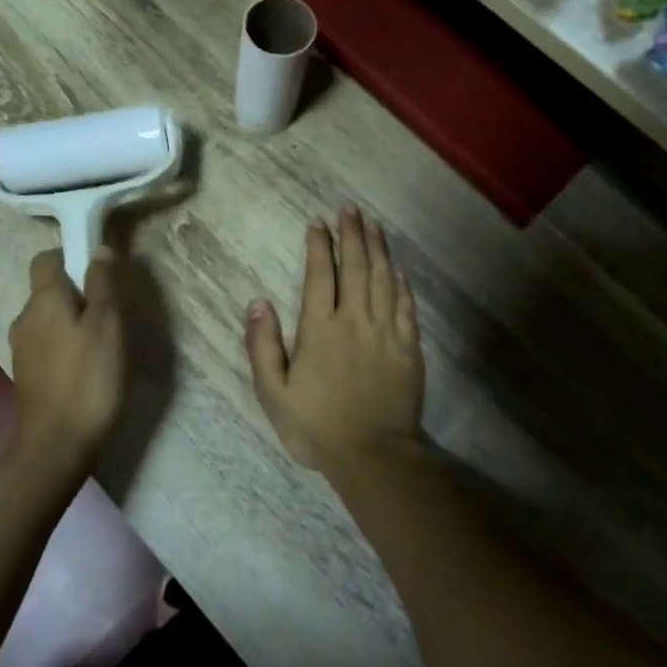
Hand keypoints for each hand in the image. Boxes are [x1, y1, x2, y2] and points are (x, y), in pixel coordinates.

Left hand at [9, 248, 124, 467]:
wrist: (57, 444)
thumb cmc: (88, 378)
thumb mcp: (107, 325)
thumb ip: (102, 284)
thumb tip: (98, 249)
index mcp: (43, 300)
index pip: (46, 258)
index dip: (69, 256)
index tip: (97, 271)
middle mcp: (24, 318)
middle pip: (47, 289)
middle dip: (75, 291)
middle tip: (108, 310)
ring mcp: (21, 348)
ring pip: (47, 318)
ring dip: (70, 319)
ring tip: (101, 340)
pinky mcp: (26, 374)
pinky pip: (45, 343)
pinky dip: (63, 343)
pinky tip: (85, 364)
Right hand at [244, 207, 424, 471]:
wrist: (373, 456)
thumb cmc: (316, 426)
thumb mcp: (273, 393)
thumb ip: (263, 346)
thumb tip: (258, 302)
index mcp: (320, 329)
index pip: (321, 275)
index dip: (320, 246)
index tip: (319, 223)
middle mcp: (355, 320)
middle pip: (356, 267)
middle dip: (353, 234)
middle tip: (351, 209)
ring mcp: (386, 332)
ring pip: (383, 279)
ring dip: (378, 249)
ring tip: (374, 224)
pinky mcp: (408, 347)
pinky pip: (406, 305)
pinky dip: (401, 282)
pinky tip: (397, 268)